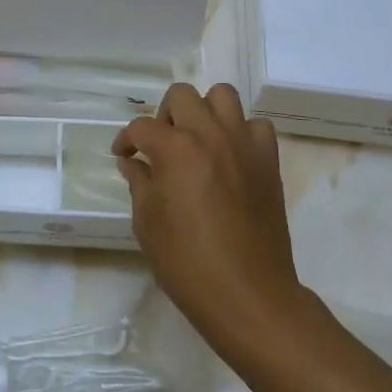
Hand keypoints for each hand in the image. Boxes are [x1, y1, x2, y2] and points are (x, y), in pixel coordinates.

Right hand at [113, 83, 306, 357]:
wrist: (249, 296)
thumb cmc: (188, 264)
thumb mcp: (147, 224)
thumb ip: (139, 183)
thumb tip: (133, 163)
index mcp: (175, 148)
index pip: (141, 127)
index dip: (126, 141)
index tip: (123, 156)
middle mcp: (209, 134)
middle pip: (181, 95)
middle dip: (164, 115)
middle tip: (161, 145)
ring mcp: (243, 144)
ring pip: (223, 96)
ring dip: (204, 111)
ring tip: (197, 140)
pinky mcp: (268, 161)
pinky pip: (256, 126)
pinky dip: (241, 132)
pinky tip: (230, 156)